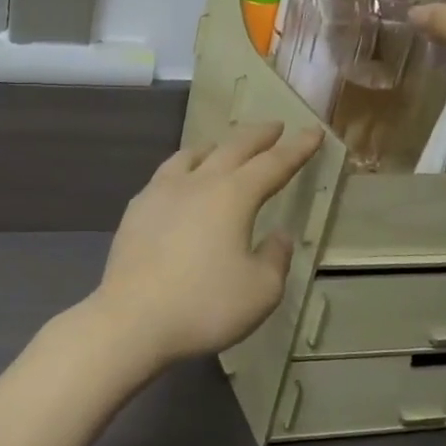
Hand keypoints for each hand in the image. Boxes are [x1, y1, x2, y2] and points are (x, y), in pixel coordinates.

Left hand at [82, 121, 324, 371]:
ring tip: (222, 145)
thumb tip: (278, 235)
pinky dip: (183, 166)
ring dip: (216, 146)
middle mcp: (197, 183)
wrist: (132, 318)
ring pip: (192, 155)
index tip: (313, 132)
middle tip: (275, 126)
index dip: (296, 149)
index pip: (273, 165)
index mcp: (233, 196)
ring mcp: (161, 192)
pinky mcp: (137, 209)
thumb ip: (275, 258)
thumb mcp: (260, 291)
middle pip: (232, 149)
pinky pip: (166, 174)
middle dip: (258, 136)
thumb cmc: (204, 305)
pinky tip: (179, 181)